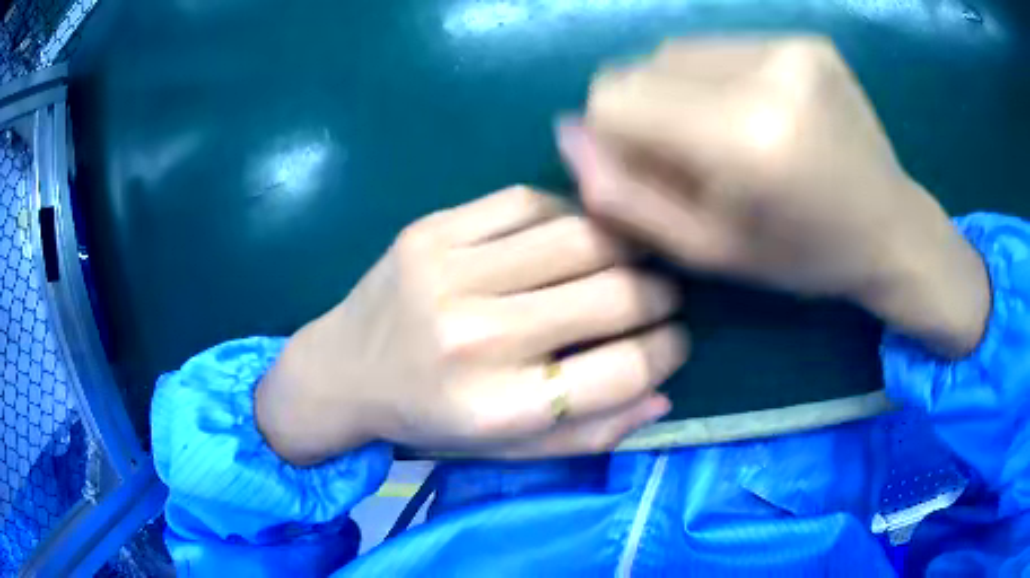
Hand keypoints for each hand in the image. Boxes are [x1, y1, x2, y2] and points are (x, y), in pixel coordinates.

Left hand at [256, 187, 686, 464]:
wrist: (342, 370)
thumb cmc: (428, 419)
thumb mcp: (506, 449)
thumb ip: (588, 433)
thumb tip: (662, 393)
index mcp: (497, 407)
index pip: (620, 371)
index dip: (666, 352)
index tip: (675, 342)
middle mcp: (476, 337)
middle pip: (611, 295)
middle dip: (659, 295)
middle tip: (663, 297)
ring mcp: (449, 273)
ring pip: (580, 235)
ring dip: (626, 246)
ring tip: (634, 258)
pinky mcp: (430, 231)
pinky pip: (526, 202)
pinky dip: (567, 212)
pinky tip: (574, 232)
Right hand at [558, 37, 989, 355]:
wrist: (891, 228)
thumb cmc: (802, 255)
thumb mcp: (710, 249)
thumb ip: (627, 196)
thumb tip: (566, 133)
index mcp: (745, 137)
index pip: (615, 95)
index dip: (613, 131)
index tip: (646, 166)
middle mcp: (767, 73)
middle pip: (645, 65)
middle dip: (650, 110)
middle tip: (699, 157)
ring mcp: (791, 46)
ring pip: (680, 50)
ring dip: (684, 91)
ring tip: (732, 134)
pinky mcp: (806, 39)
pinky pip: (725, 46)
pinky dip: (721, 77)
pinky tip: (759, 113)